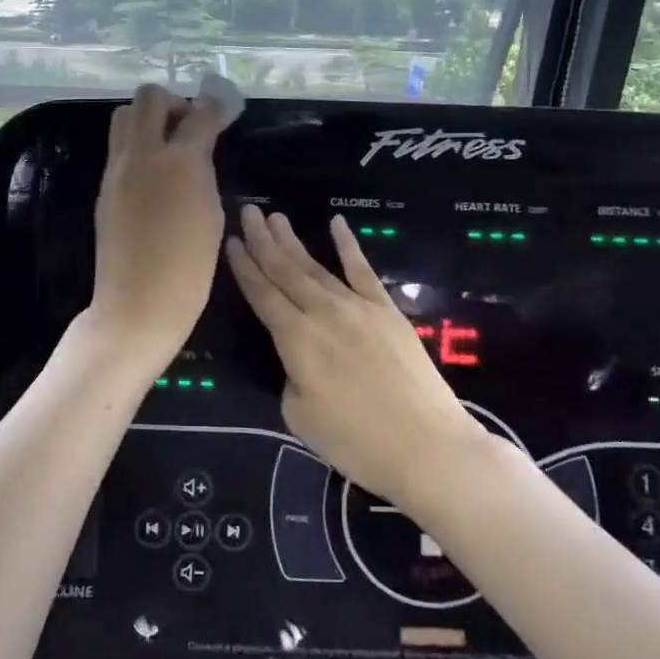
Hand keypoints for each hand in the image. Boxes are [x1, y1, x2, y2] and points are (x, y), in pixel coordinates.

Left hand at [90, 84, 225, 362]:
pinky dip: (137, 146)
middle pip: (150, 98)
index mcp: (179, 161)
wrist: (138, 302)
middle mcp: (142, 154)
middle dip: (174, 103)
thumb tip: (194, 154)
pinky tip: (153, 174)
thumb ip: (201, 172)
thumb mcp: (210, 213)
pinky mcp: (104, 187)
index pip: (200, 114)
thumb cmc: (189, 267)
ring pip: (124, 116)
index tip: (225, 107)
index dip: (216, 106)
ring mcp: (117, 169)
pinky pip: (118, 148)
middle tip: (189, 126)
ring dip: (148, 120)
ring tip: (167, 147)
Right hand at [226, 206, 501, 512]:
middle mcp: (322, 313)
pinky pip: (363, 270)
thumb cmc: (357, 442)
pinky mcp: (387, 310)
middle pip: (285, 270)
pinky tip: (337, 223)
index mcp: (296, 339)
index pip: (262, 295)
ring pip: (316, 266)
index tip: (231, 241)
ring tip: (275, 217)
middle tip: (248, 211)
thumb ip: (291, 377)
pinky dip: (348, 245)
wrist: (428, 447)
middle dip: (263, 240)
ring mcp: (358, 307)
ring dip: (293, 241)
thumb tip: (300, 359)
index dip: (244, 268)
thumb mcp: (299, 416)